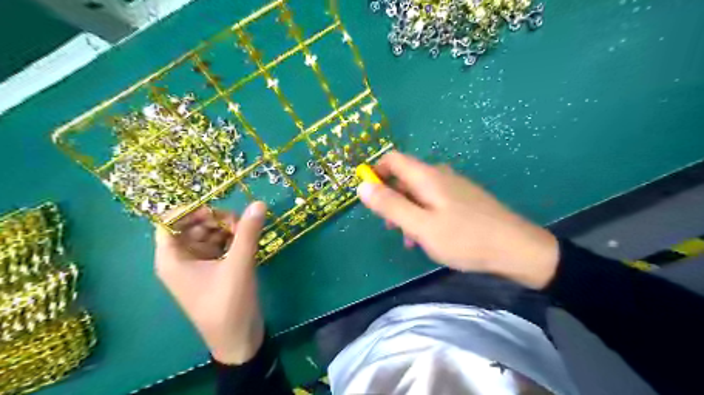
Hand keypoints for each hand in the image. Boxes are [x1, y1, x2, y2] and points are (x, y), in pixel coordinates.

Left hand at [155, 202, 268, 365]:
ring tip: (247, 232)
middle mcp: (181, 260)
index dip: (190, 211)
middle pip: (192, 226)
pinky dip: (232, 240)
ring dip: (227, 229)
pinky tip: (247, 242)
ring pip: (208, 235)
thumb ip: (247, 233)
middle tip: (240, 223)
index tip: (217, 209)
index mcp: (172, 259)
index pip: (169, 223)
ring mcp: (198, 265)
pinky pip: (219, 246)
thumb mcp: (238, 265)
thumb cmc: (228, 304)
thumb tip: (258, 203)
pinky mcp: (214, 270)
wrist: (238, 339)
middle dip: (215, 220)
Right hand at [360, 151, 558, 290]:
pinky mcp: (463, 199)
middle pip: (405, 177)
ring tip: (409, 238)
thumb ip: (390, 205)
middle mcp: (440, 175)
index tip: (369, 196)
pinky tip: (428, 237)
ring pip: (419, 192)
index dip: (375, 172)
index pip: (392, 159)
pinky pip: (434, 201)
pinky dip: (423, 215)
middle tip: (390, 226)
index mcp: (427, 176)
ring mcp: (454, 187)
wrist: (516, 249)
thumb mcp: (420, 225)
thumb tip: (362, 186)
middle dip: (391, 198)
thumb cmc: (464, 238)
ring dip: (407, 210)